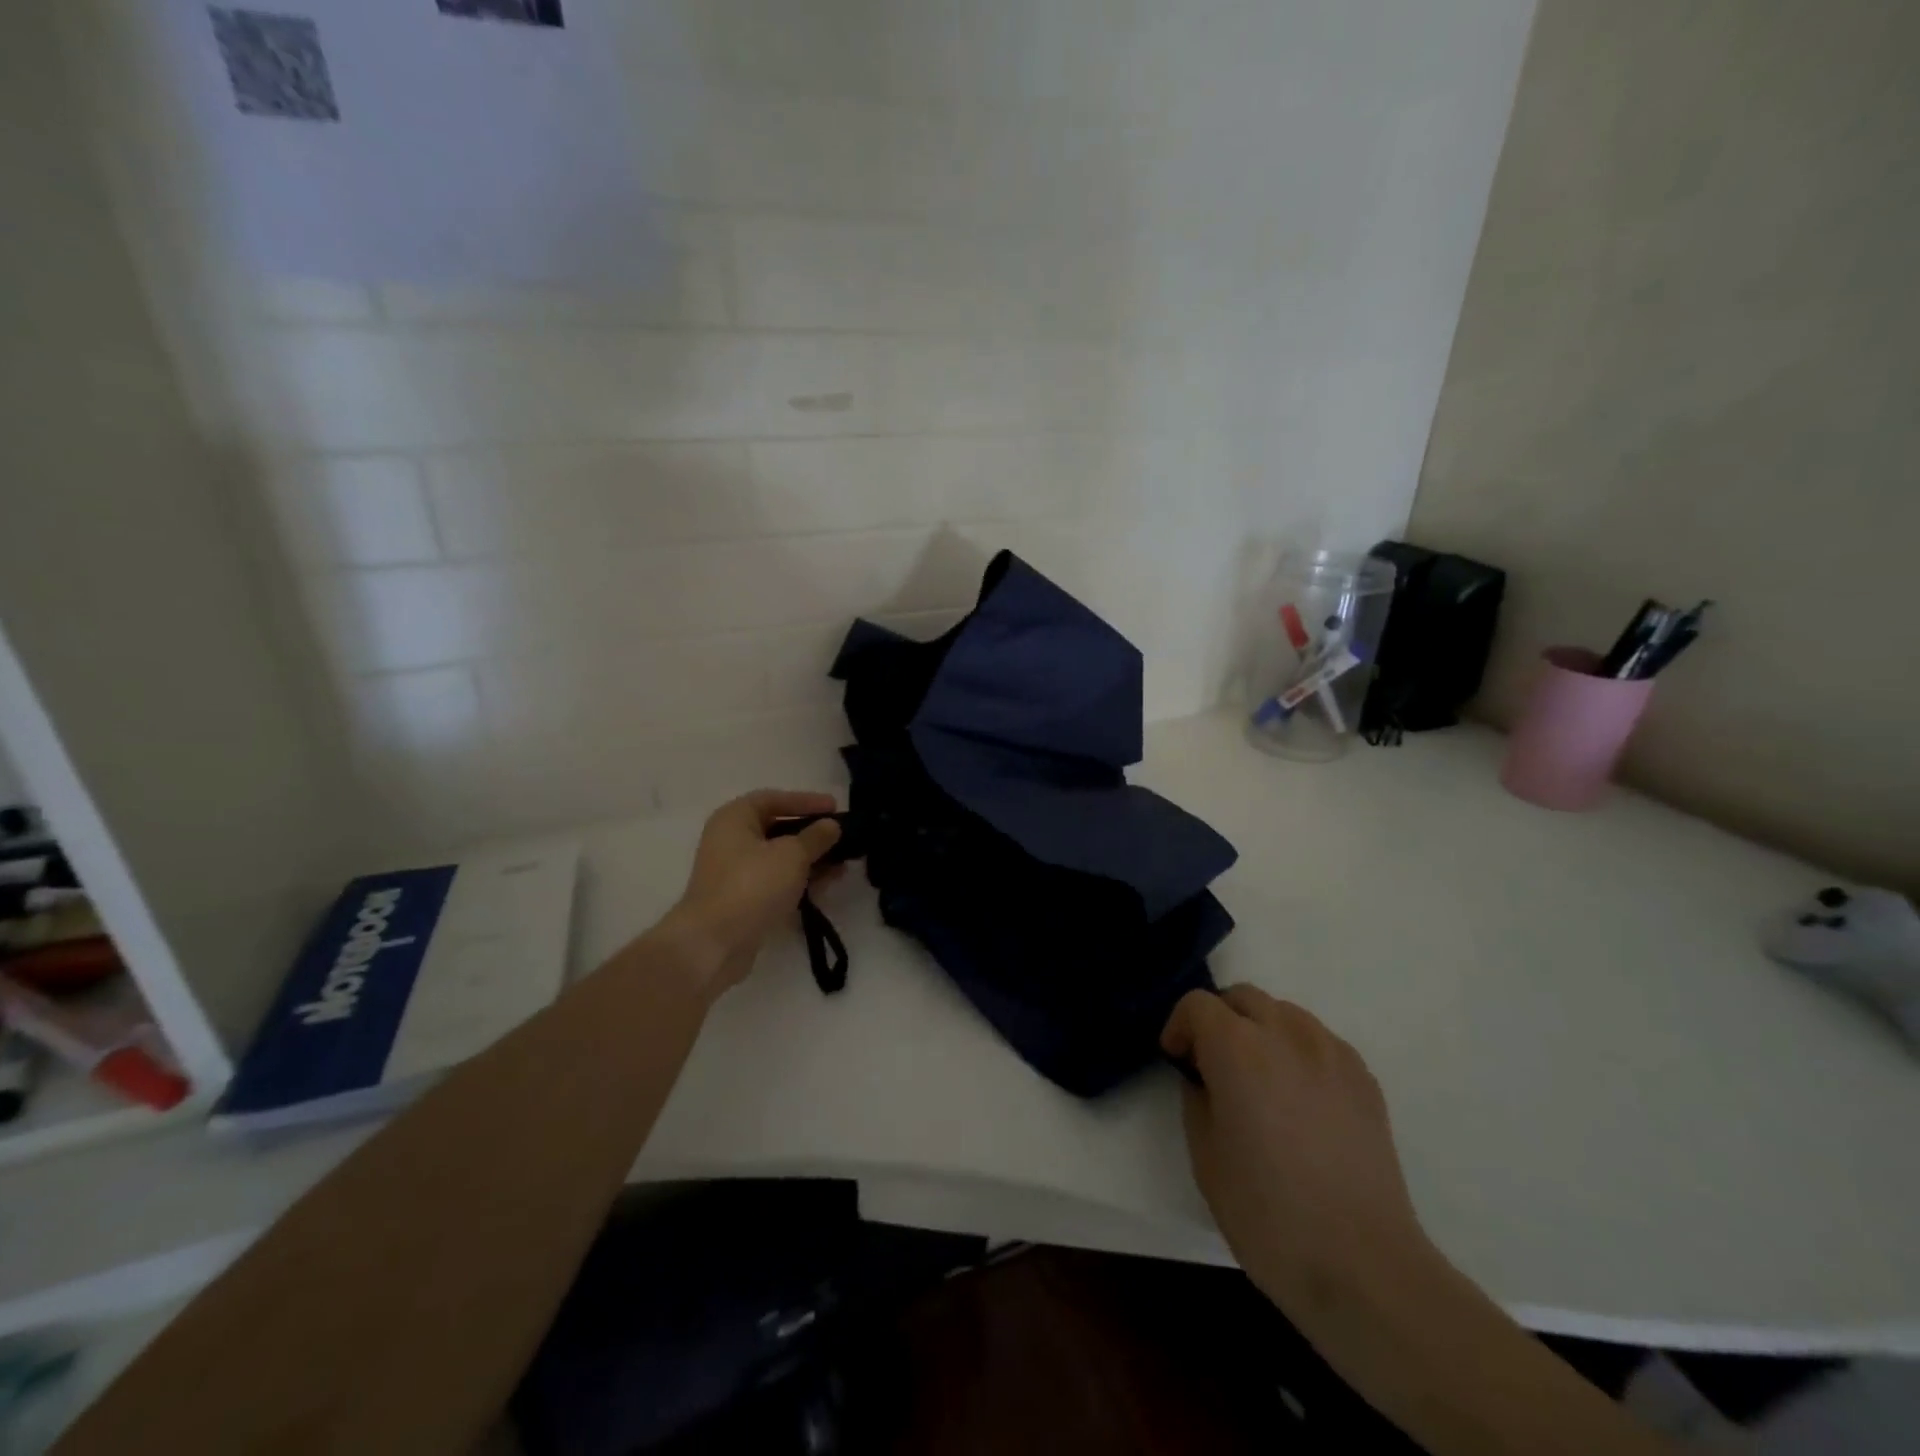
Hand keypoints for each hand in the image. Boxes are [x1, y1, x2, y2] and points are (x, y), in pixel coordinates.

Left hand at [658, 789, 842, 995]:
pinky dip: (800, 880)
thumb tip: (831, 826)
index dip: (806, 801)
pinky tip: (826, 885)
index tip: (835, 807)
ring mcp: (735, 872)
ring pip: (780, 858)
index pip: (774, 798)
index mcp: (735, 818)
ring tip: (842, 865)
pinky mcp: (743, 900)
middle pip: (778, 828)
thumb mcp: (792, 855)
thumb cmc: (752, 885)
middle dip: (812, 834)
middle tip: (842, 837)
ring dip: (811, 859)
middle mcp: (731, 840)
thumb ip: (816, 837)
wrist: (714, 944)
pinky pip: (777, 881)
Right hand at [1162, 985, 1431, 1318]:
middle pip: (1243, 997)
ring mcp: (1331, 1053)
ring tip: (1260, 1080)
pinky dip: (1299, 1052)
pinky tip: (1301, 1101)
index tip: (1177, 1061)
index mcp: (1237, 1048)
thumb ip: (1197, 1099)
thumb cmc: (1267, 1214)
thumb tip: (1205, 1079)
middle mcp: (1285, 1034)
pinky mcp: (1364, 1079)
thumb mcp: (1205, 1156)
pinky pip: (1320, 1041)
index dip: (1180, 1027)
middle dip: (1219, 1020)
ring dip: (1261, 1030)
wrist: (1363, 1266)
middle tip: (1213, 1066)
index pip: (1197, 1004)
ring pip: (1284, 1013)